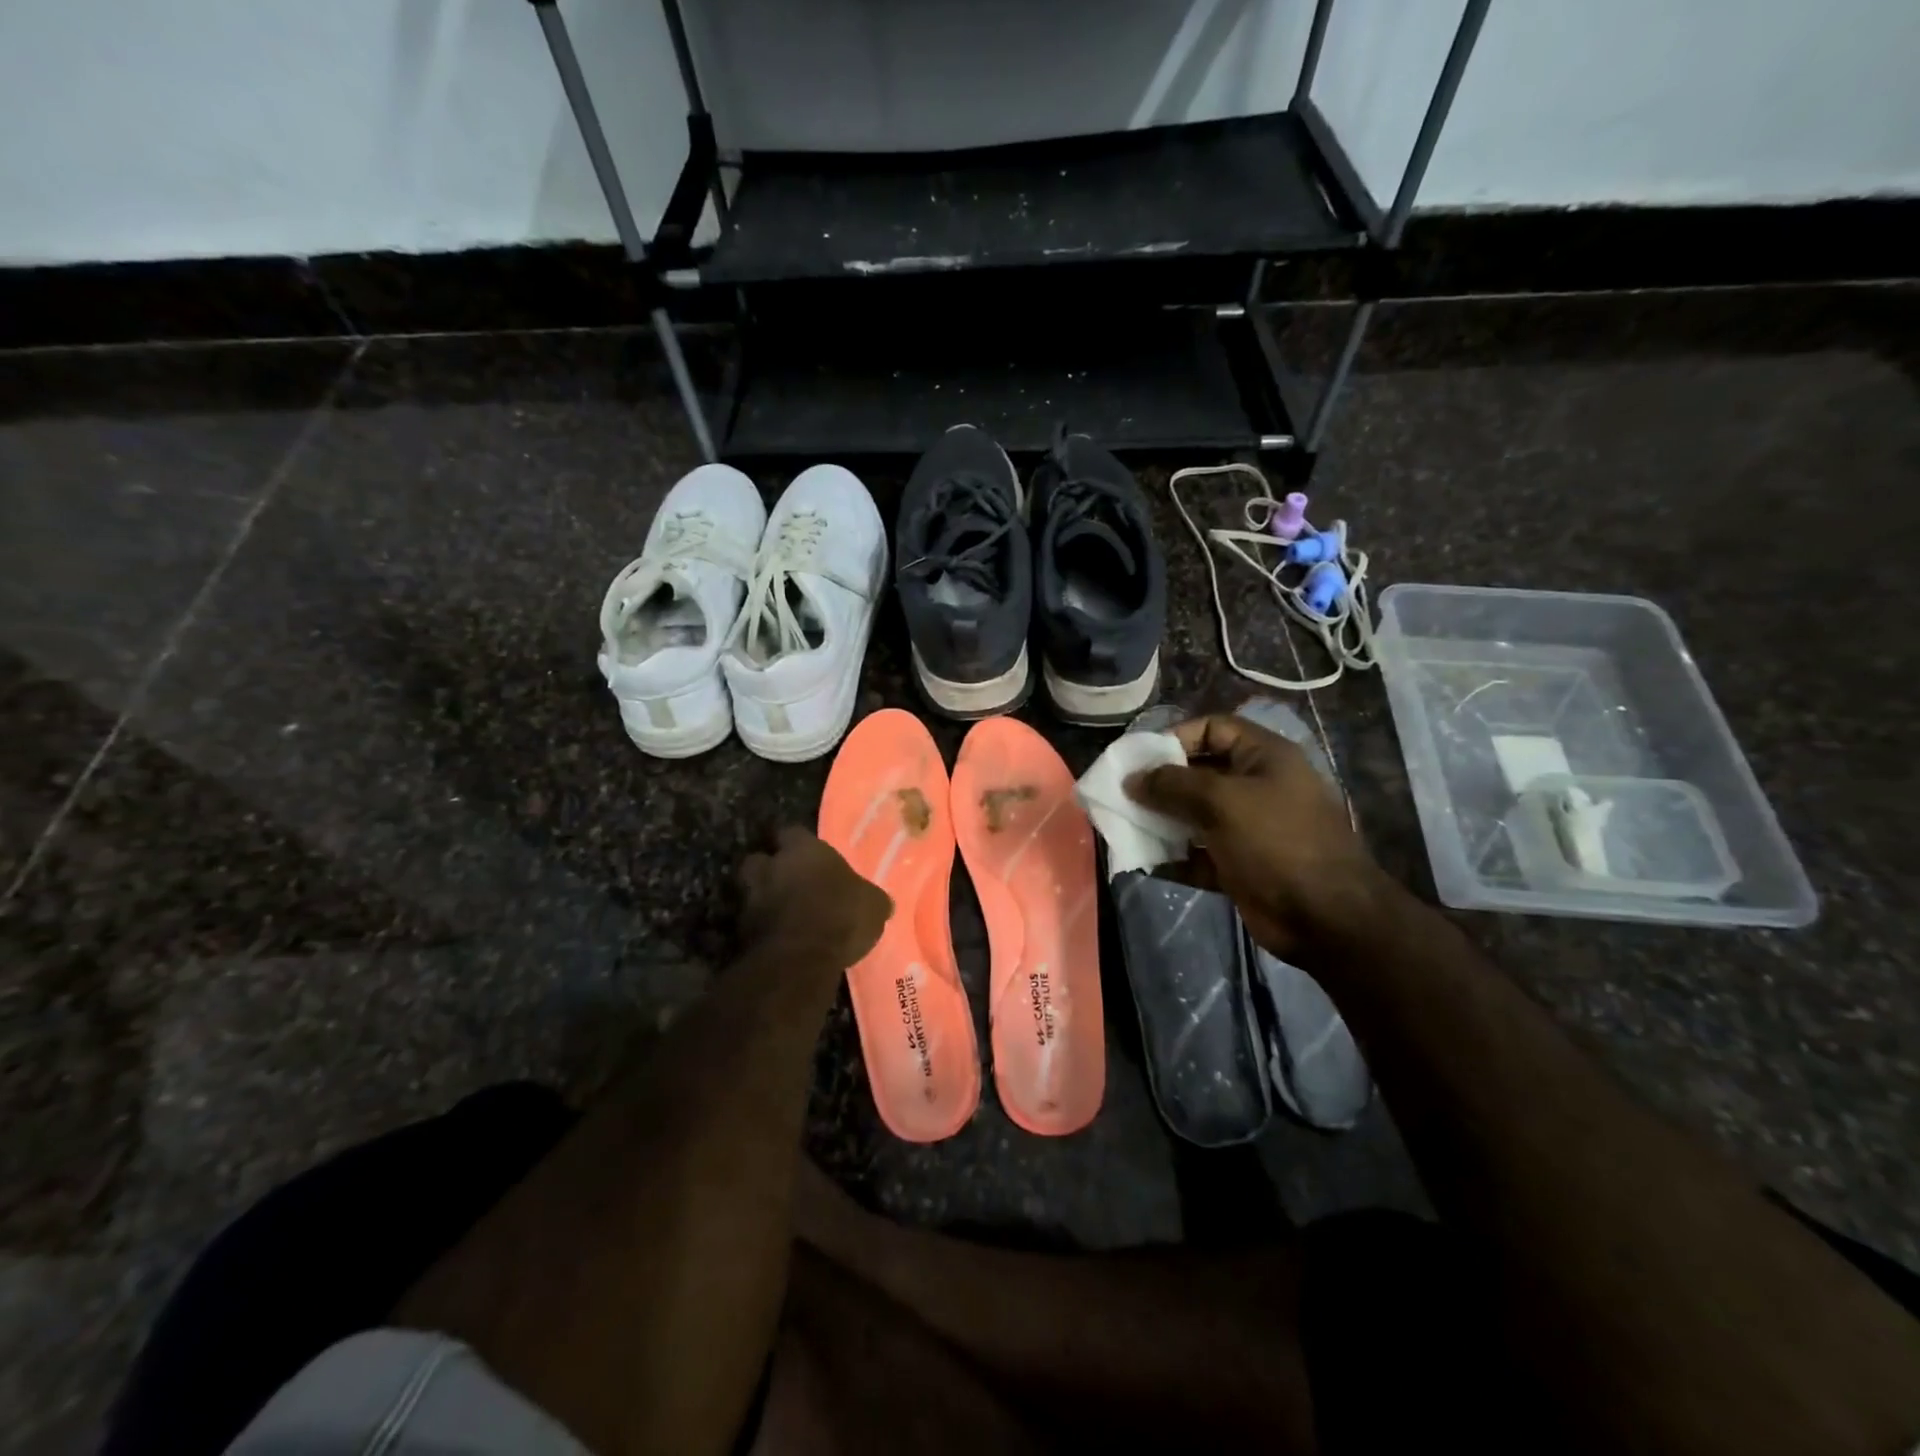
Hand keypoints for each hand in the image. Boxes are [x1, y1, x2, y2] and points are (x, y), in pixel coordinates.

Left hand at [739, 827, 891, 966]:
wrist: (800, 958)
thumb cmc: (841, 916)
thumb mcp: (873, 905)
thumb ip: (868, 896)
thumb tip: (878, 901)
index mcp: (803, 850)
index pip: (791, 831)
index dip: (798, 842)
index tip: (807, 853)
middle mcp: (772, 867)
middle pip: (759, 858)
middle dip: (769, 868)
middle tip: (786, 881)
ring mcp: (751, 898)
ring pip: (749, 890)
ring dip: (761, 898)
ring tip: (779, 911)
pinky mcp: (740, 930)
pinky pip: (749, 922)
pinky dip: (760, 927)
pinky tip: (776, 938)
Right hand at [1125, 713, 1395, 955]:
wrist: (1327, 917)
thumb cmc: (1277, 842)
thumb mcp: (1223, 801)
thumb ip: (1173, 785)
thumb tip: (1132, 779)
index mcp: (1264, 757)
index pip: (1213, 728)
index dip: (1176, 737)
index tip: (1141, 759)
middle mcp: (1257, 787)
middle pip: (1199, 773)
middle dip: (1161, 783)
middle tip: (1124, 794)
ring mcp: (1249, 828)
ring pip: (1195, 815)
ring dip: (1162, 821)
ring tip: (1126, 827)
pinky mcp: (1240, 865)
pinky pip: (1198, 854)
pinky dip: (1174, 858)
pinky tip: (1144, 861)